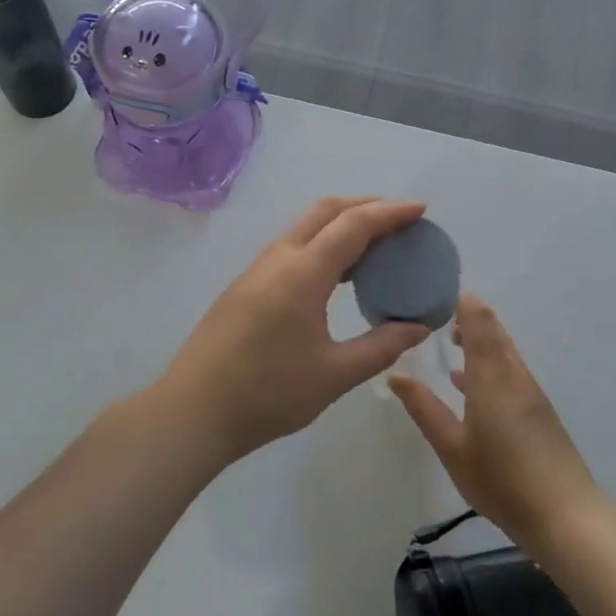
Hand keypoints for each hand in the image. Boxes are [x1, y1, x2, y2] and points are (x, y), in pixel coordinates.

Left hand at [159, 197, 433, 462]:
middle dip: (365, 206)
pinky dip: (321, 242)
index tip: (420, 209)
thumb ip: (381, 346)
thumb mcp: (334, 374)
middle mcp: (279, 257)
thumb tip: (418, 327)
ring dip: (340, 223)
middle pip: (326, 211)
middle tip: (399, 221)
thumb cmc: (269, 393)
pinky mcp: (246, 284)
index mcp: (303, 272)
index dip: (390, 213)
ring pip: (305, 226)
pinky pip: (291, 246)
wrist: (194, 409)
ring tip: (374, 244)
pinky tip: (336, 273)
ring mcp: (257, 269)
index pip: (353, 224)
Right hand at [388, 293, 602, 550]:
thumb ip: (423, 409)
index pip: (478, 321)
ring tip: (448, 340)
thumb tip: (396, 375)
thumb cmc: (501, 480)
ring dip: (478, 337)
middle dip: (467, 315)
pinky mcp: (538, 410)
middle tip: (435, 312)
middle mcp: (513, 374)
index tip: (435, 291)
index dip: (460, 300)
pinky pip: (509, 369)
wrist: (566, 517)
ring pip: (503, 349)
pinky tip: (467, 383)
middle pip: (493, 329)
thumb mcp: (451, 448)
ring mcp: (529, 392)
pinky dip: (488, 361)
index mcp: (491, 376)